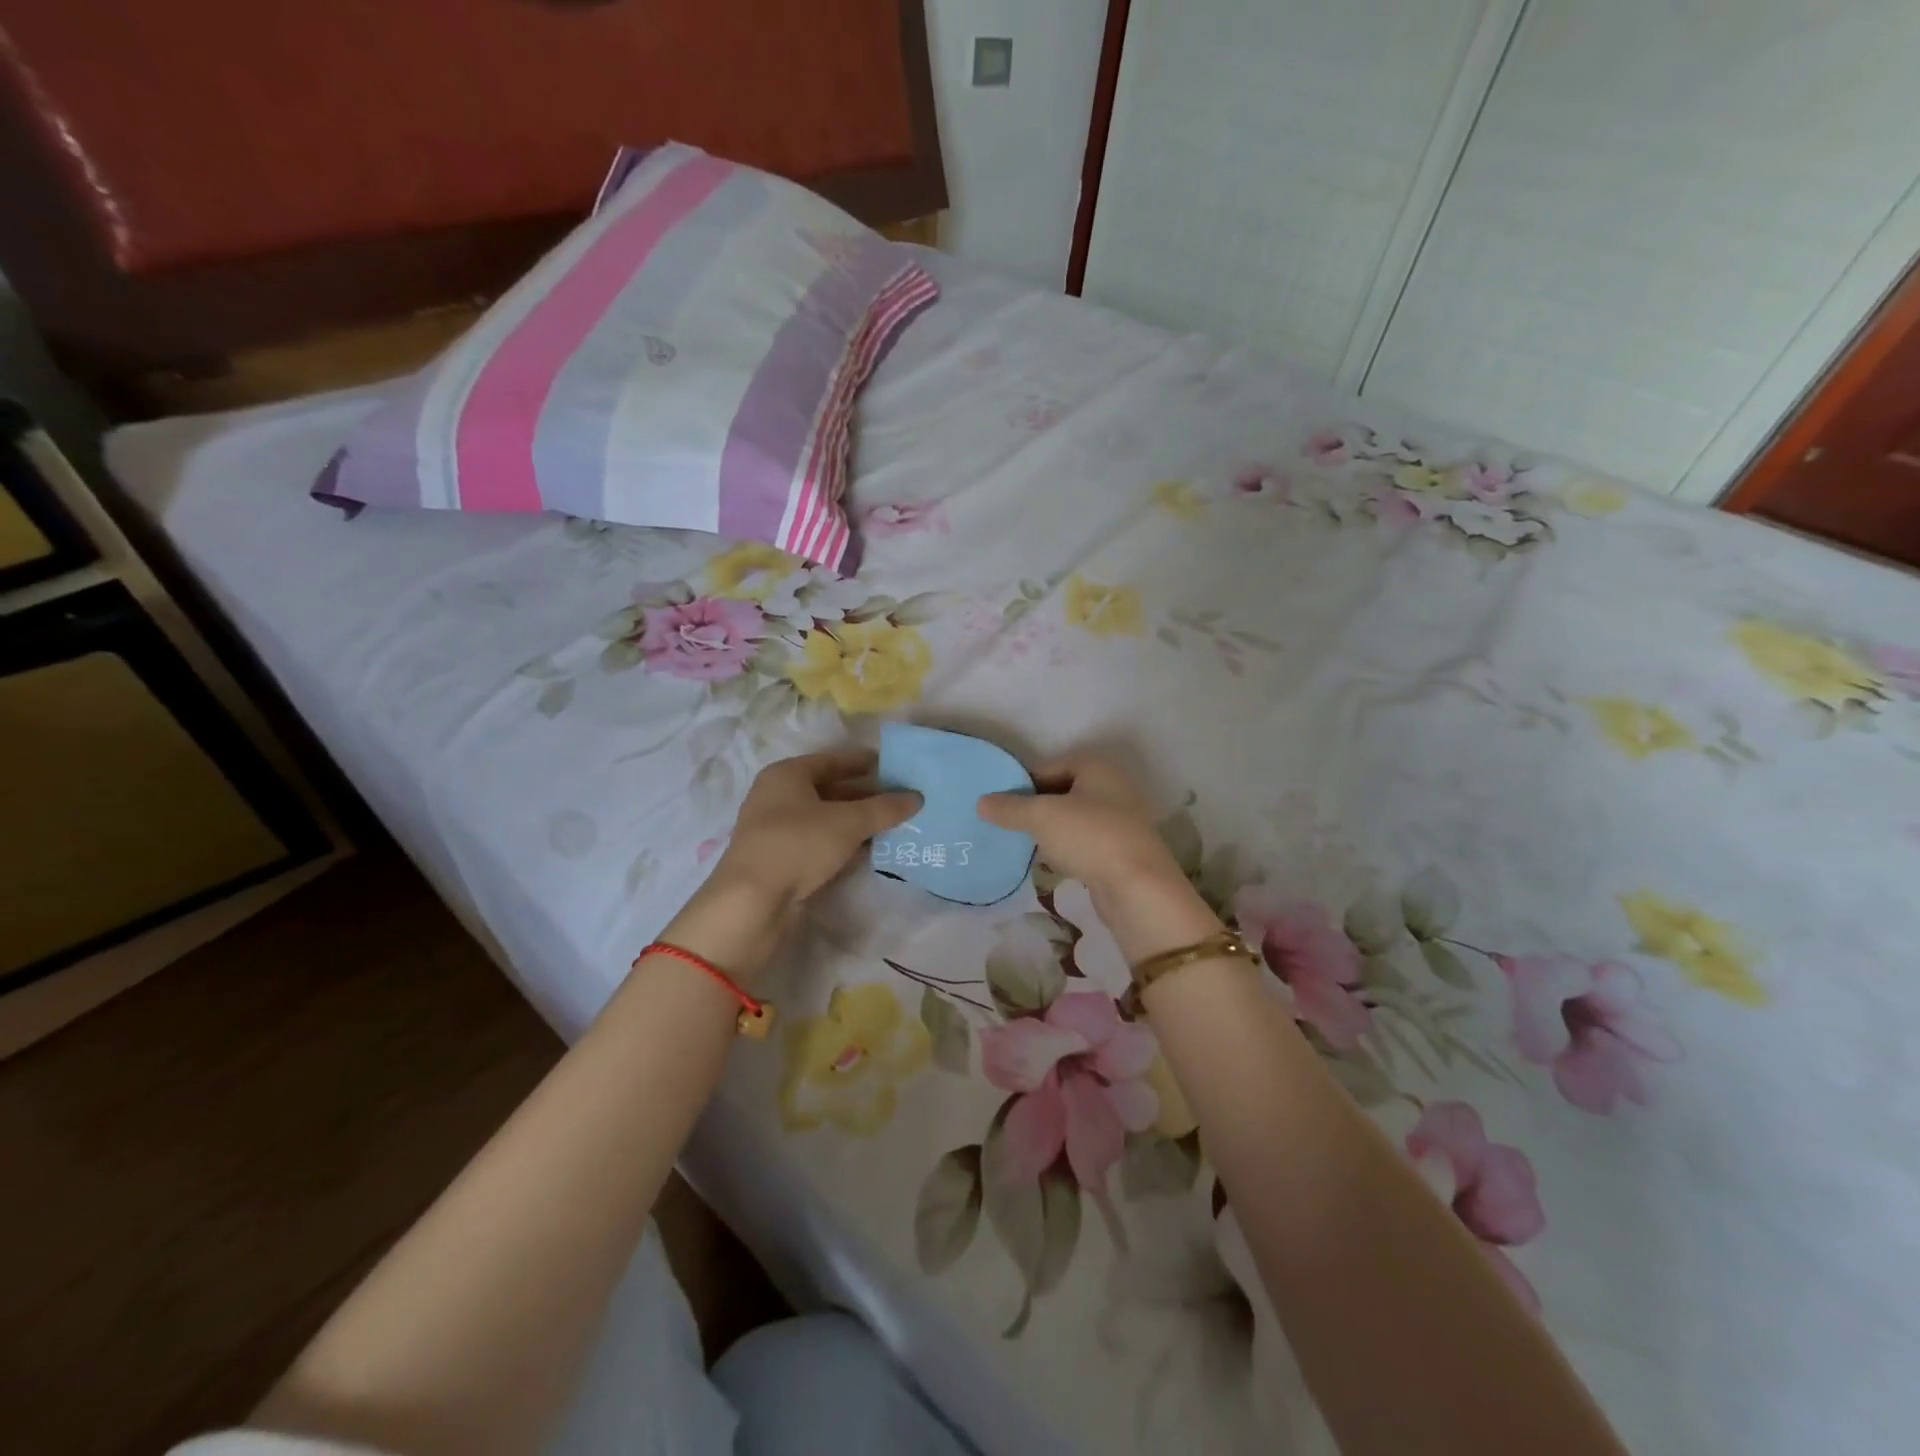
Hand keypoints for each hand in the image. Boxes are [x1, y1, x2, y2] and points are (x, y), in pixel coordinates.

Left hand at [709, 749, 919, 908]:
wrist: (751, 902)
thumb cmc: (798, 845)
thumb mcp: (848, 823)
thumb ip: (884, 808)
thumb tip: (917, 797)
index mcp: (786, 774)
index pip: (832, 760)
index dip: (864, 763)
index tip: (894, 769)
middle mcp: (777, 796)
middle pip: (829, 789)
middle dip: (865, 796)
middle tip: (899, 801)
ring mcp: (775, 829)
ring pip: (824, 818)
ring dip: (856, 822)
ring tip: (892, 826)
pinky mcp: (779, 859)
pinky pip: (817, 842)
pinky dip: (842, 843)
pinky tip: (868, 851)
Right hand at [979, 752, 1220, 961]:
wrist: (1139, 888)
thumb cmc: (1090, 837)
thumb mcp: (1041, 817)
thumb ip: (1009, 807)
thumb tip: (981, 802)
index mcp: (1096, 765)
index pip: (1046, 766)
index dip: (1021, 784)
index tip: (999, 806)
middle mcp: (1112, 785)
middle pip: (1060, 791)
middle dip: (1034, 807)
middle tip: (1008, 825)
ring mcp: (1120, 818)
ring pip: (1072, 817)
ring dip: (1049, 830)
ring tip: (1025, 845)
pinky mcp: (1120, 848)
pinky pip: (1084, 840)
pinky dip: (1066, 848)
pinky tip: (1051, 863)